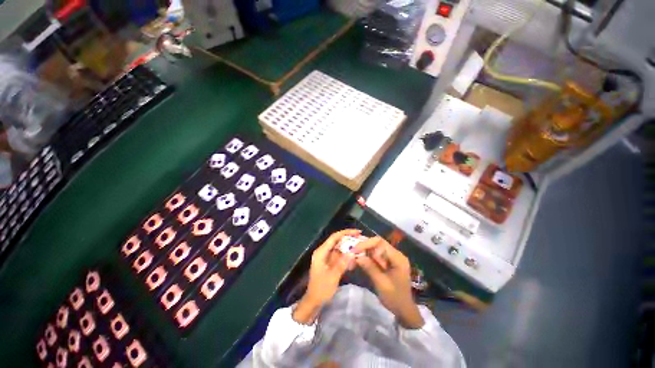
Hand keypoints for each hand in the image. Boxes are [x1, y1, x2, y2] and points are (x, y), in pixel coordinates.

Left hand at [293, 229, 358, 323]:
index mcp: (321, 252)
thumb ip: (342, 263)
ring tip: (360, 247)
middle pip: (337, 241)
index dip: (346, 233)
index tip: (357, 232)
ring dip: (349, 248)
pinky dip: (346, 256)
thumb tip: (352, 252)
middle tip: (361, 239)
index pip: (334, 237)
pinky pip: (339, 256)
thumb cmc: (321, 289)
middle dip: (349, 239)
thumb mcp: (333, 277)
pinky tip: (354, 259)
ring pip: (339, 248)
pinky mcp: (329, 263)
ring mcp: (326, 257)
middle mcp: (323, 251)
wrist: (314, 301)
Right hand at [353, 237, 424, 328]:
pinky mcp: (388, 262)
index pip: (380, 243)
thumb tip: (356, 256)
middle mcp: (396, 254)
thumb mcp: (381, 283)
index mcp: (397, 258)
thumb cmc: (395, 298)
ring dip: (365, 251)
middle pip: (378, 243)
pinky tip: (360, 260)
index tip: (355, 250)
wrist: (404, 311)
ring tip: (354, 256)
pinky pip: (376, 255)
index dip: (367, 244)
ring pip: (375, 248)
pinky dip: (367, 257)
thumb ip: (369, 267)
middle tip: (352, 252)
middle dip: (364, 246)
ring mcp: (392, 258)